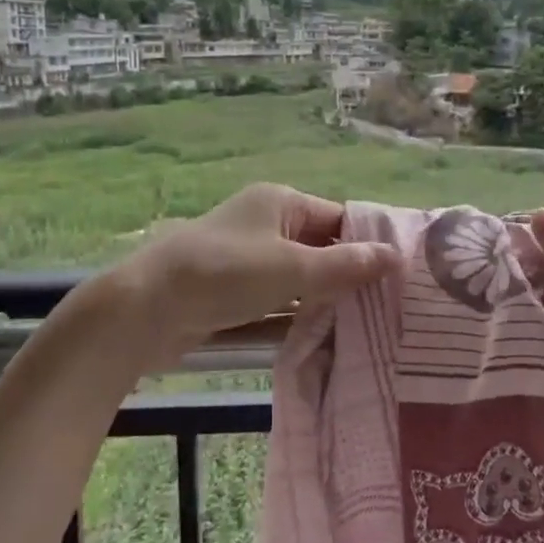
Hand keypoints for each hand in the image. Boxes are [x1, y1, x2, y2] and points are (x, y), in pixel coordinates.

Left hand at [105, 183, 398, 365]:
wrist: (143, 310)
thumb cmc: (224, 275)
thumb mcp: (292, 269)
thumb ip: (345, 266)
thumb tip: (396, 256)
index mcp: (281, 202)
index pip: (339, 218)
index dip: (368, 244)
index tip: (400, 277)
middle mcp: (265, 224)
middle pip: (321, 248)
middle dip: (348, 277)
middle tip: (389, 309)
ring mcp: (246, 259)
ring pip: (299, 279)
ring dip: (324, 301)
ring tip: (367, 329)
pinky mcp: (232, 292)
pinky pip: (276, 301)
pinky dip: (296, 316)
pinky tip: (324, 340)